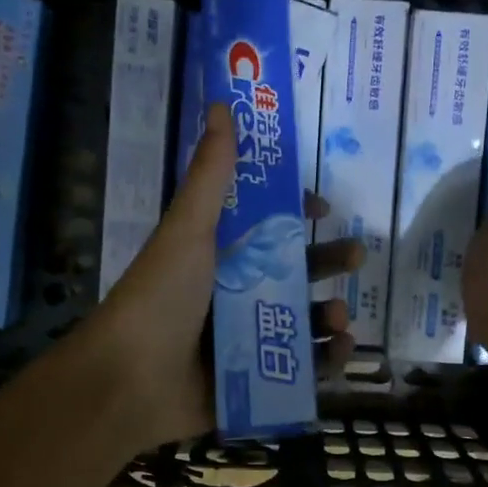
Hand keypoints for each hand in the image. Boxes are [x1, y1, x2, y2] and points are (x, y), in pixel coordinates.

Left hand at [75, 103, 362, 452]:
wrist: (130, 382)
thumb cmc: (160, 298)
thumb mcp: (187, 230)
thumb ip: (210, 175)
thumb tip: (221, 104)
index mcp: (217, 256)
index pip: (265, 228)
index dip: (295, 216)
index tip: (325, 211)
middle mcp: (233, 294)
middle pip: (292, 273)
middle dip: (327, 263)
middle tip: (358, 256)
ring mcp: (246, 339)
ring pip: (302, 320)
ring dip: (330, 313)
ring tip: (343, 317)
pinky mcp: (256, 380)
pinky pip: (301, 367)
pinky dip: (325, 359)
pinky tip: (339, 349)